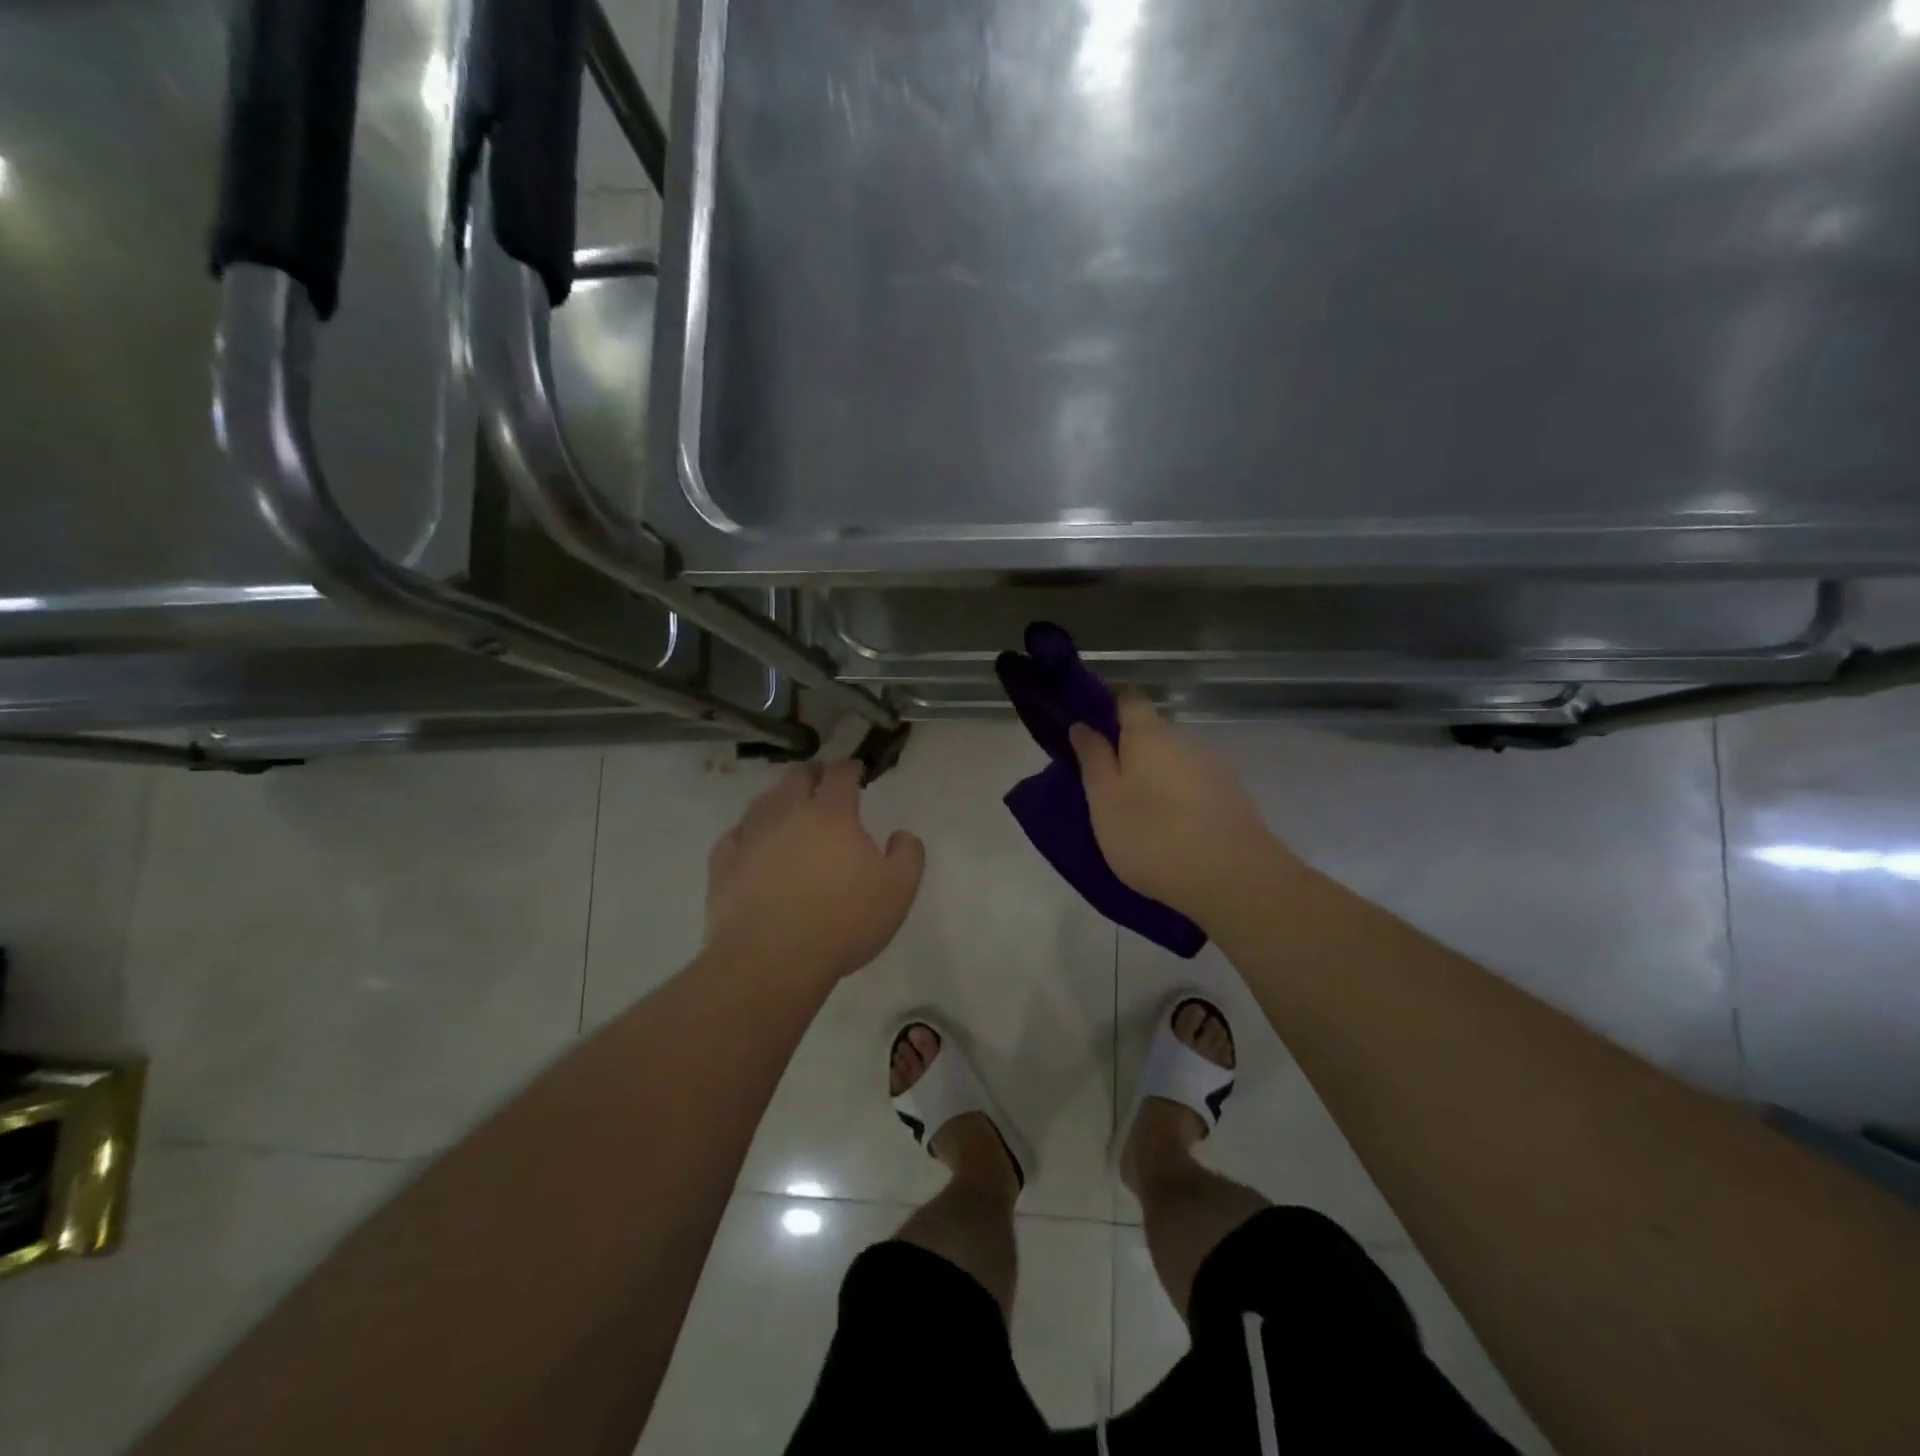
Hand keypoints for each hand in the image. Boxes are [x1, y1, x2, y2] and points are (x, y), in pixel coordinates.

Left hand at [705, 761, 924, 988]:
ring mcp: (751, 838)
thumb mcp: (898, 891)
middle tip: (820, 779)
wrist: (772, 960)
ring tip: (785, 804)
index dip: (850, 769)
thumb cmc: (843, 922)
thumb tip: (902, 834)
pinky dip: (745, 832)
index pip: (840, 776)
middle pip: (796, 779)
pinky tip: (749, 840)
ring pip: (762, 802)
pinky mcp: (724, 865)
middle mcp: (788, 814)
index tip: (856, 770)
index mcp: (831, 815)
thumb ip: (907, 855)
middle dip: (811, 774)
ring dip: (778, 797)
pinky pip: (734, 836)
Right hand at [1069, 693, 1290, 928]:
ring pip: (1177, 761)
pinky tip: (1177, 831)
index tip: (1092, 736)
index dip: (1109, 711)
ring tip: (1144, 816)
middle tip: (1111, 788)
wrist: (1233, 878)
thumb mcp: (1105, 800)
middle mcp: (1186, 739)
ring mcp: (1216, 767)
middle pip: (1154, 733)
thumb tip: (1082, 726)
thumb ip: (1093, 759)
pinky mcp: (1235, 796)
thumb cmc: (1152, 835)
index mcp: (1149, 734)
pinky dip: (1183, 799)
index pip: (1128, 701)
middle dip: (1133, 751)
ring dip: (1159, 777)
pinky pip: (1198, 786)